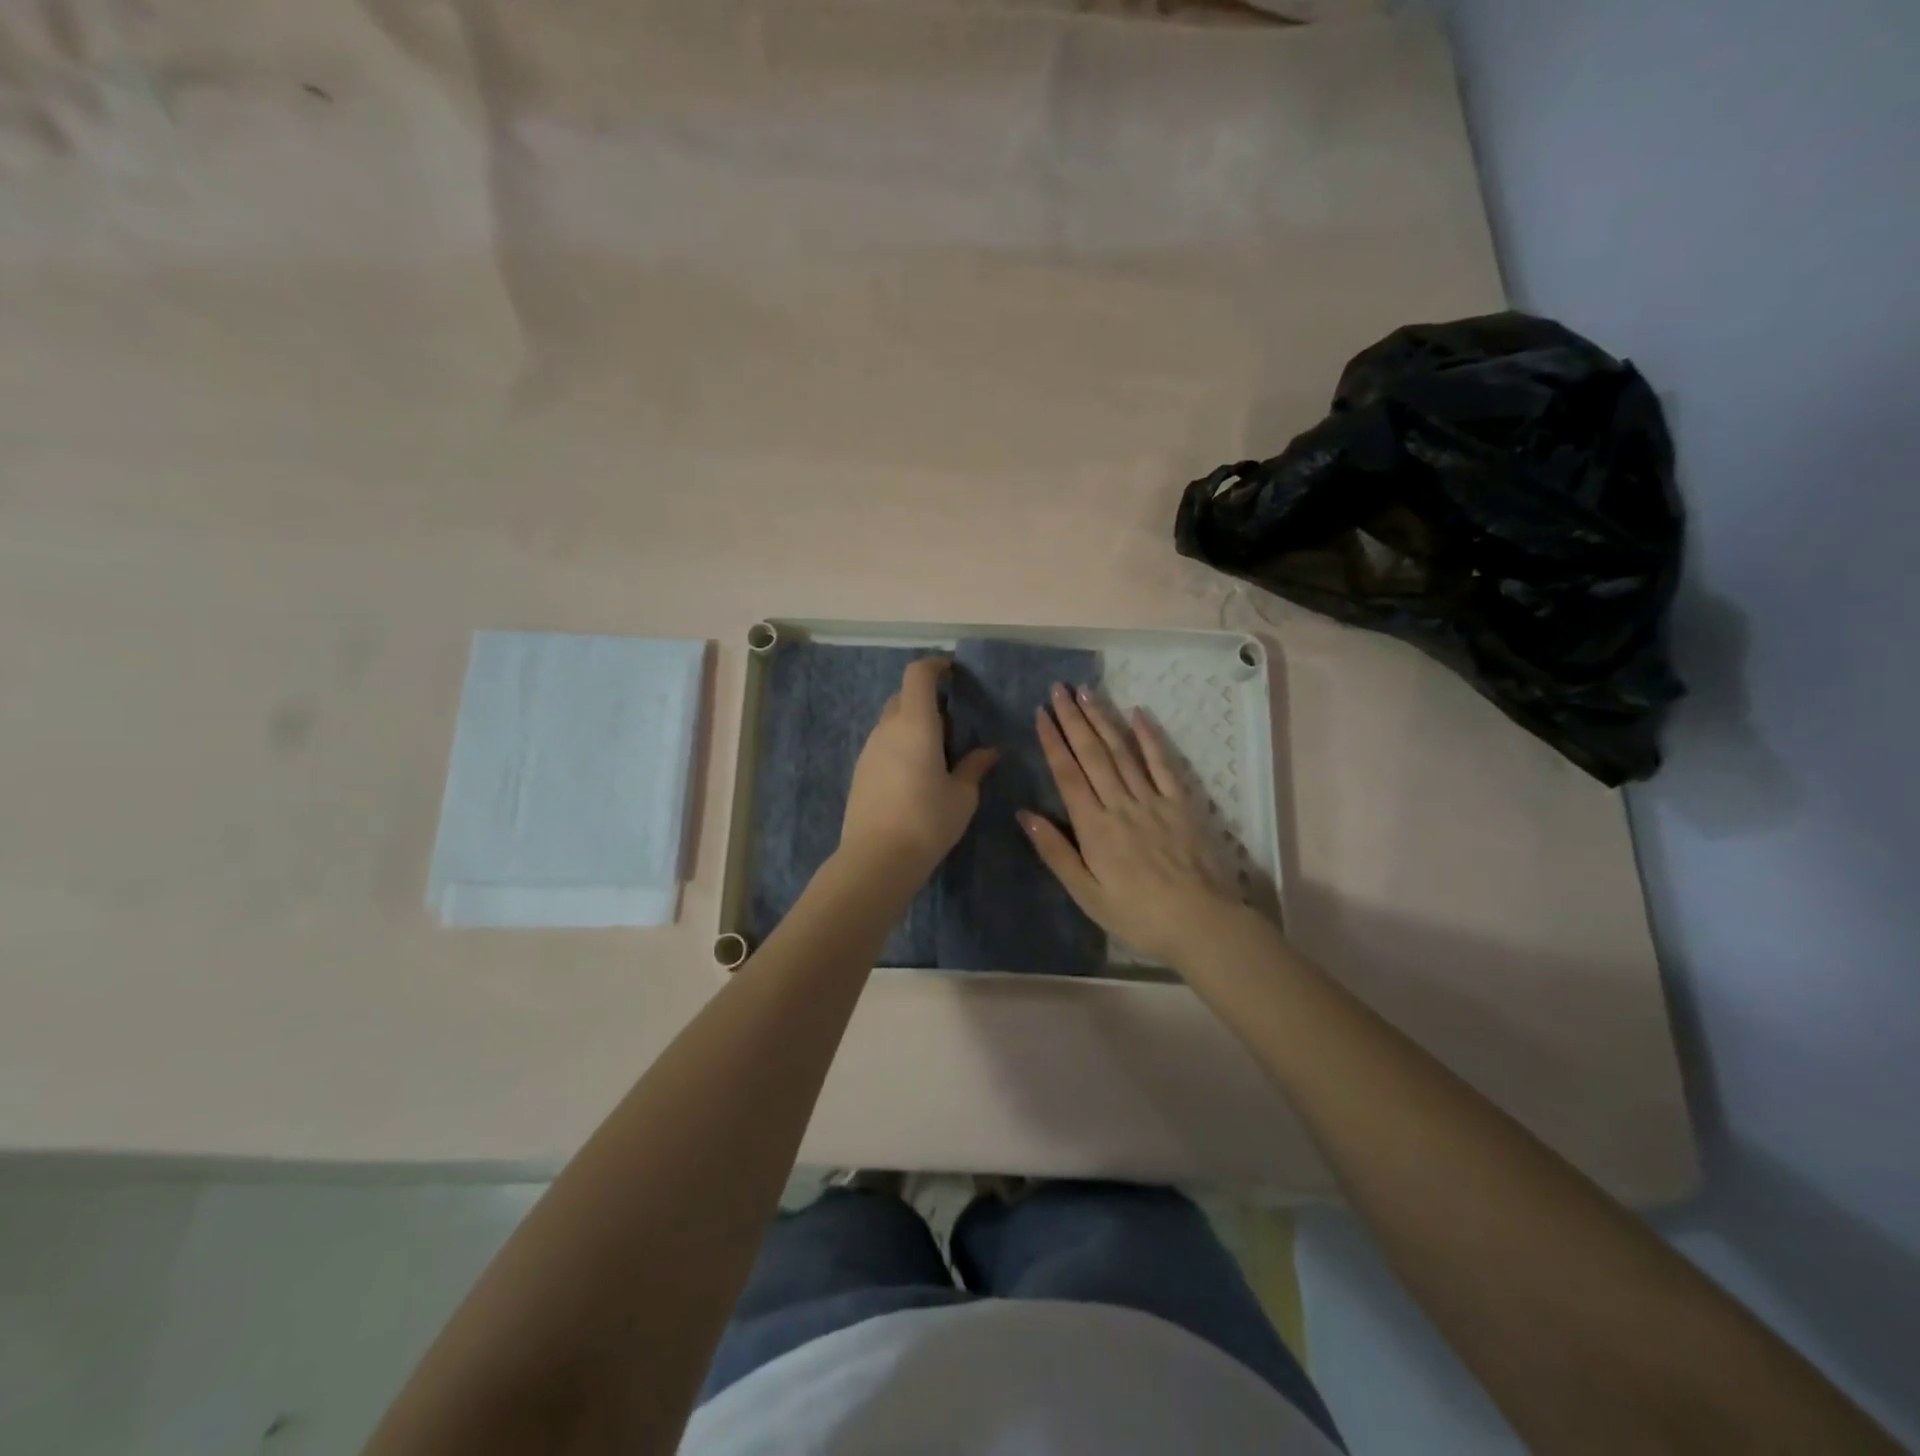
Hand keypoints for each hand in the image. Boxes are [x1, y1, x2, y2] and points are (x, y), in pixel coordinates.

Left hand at [840, 656, 997, 884]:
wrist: (877, 859)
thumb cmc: (927, 821)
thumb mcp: (962, 796)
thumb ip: (975, 767)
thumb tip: (990, 751)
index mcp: (916, 724)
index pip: (918, 675)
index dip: (935, 665)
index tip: (952, 670)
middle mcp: (888, 728)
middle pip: (903, 696)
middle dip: (926, 697)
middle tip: (951, 719)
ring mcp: (869, 750)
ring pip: (891, 721)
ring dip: (912, 722)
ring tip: (936, 749)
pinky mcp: (860, 771)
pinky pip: (882, 744)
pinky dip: (900, 744)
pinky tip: (915, 772)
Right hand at [1023, 684, 1248, 968]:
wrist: (1201, 923)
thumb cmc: (1137, 915)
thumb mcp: (1087, 894)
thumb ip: (1056, 852)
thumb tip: (1025, 814)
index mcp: (1094, 827)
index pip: (1067, 774)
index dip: (1053, 741)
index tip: (1041, 713)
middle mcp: (1120, 804)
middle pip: (1092, 754)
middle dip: (1073, 719)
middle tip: (1059, 689)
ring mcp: (1153, 800)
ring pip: (1122, 751)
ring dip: (1103, 719)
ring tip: (1087, 692)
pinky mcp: (1181, 803)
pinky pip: (1163, 764)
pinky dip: (1149, 737)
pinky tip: (1138, 713)